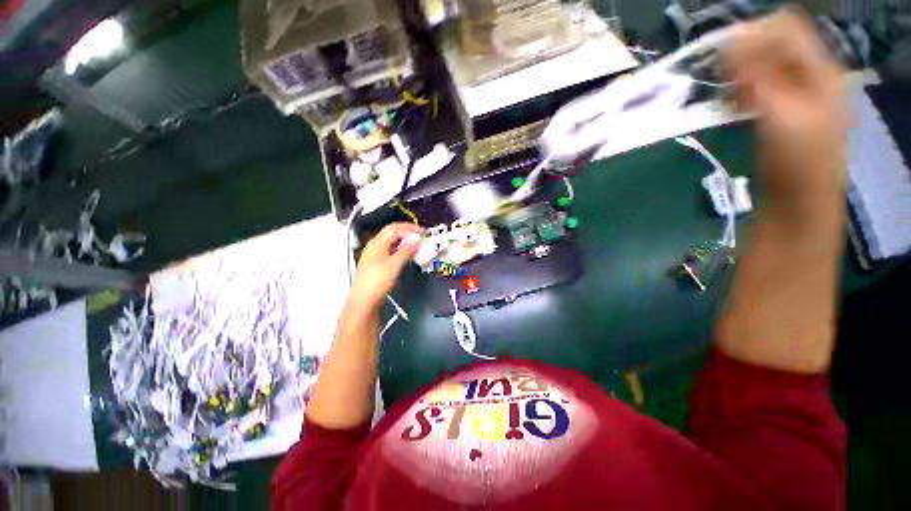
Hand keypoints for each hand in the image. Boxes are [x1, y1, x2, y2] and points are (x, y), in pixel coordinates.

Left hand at [348, 222, 422, 313]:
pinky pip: (391, 251)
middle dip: (408, 233)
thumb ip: (406, 250)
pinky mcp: (377, 264)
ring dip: (405, 242)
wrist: (363, 302)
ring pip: (392, 242)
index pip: (394, 228)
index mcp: (377, 243)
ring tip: (418, 245)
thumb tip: (417, 237)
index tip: (424, 232)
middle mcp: (375, 246)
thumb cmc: (378, 282)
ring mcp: (375, 255)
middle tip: (422, 237)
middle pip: (392, 233)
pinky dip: (401, 250)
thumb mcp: (394, 265)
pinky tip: (408, 255)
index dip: (410, 228)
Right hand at [724, 9, 847, 205]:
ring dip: (740, 74)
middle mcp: (811, 75)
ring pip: (764, 66)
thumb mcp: (781, 115)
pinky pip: (760, 86)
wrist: (798, 203)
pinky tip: (732, 104)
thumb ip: (759, 77)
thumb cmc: (797, 162)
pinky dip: (742, 90)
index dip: (752, 35)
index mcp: (821, 70)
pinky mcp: (782, 111)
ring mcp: (798, 94)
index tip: (721, 59)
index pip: (785, 27)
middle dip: (743, 56)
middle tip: (720, 81)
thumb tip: (730, 43)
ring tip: (725, 95)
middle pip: (774, 44)